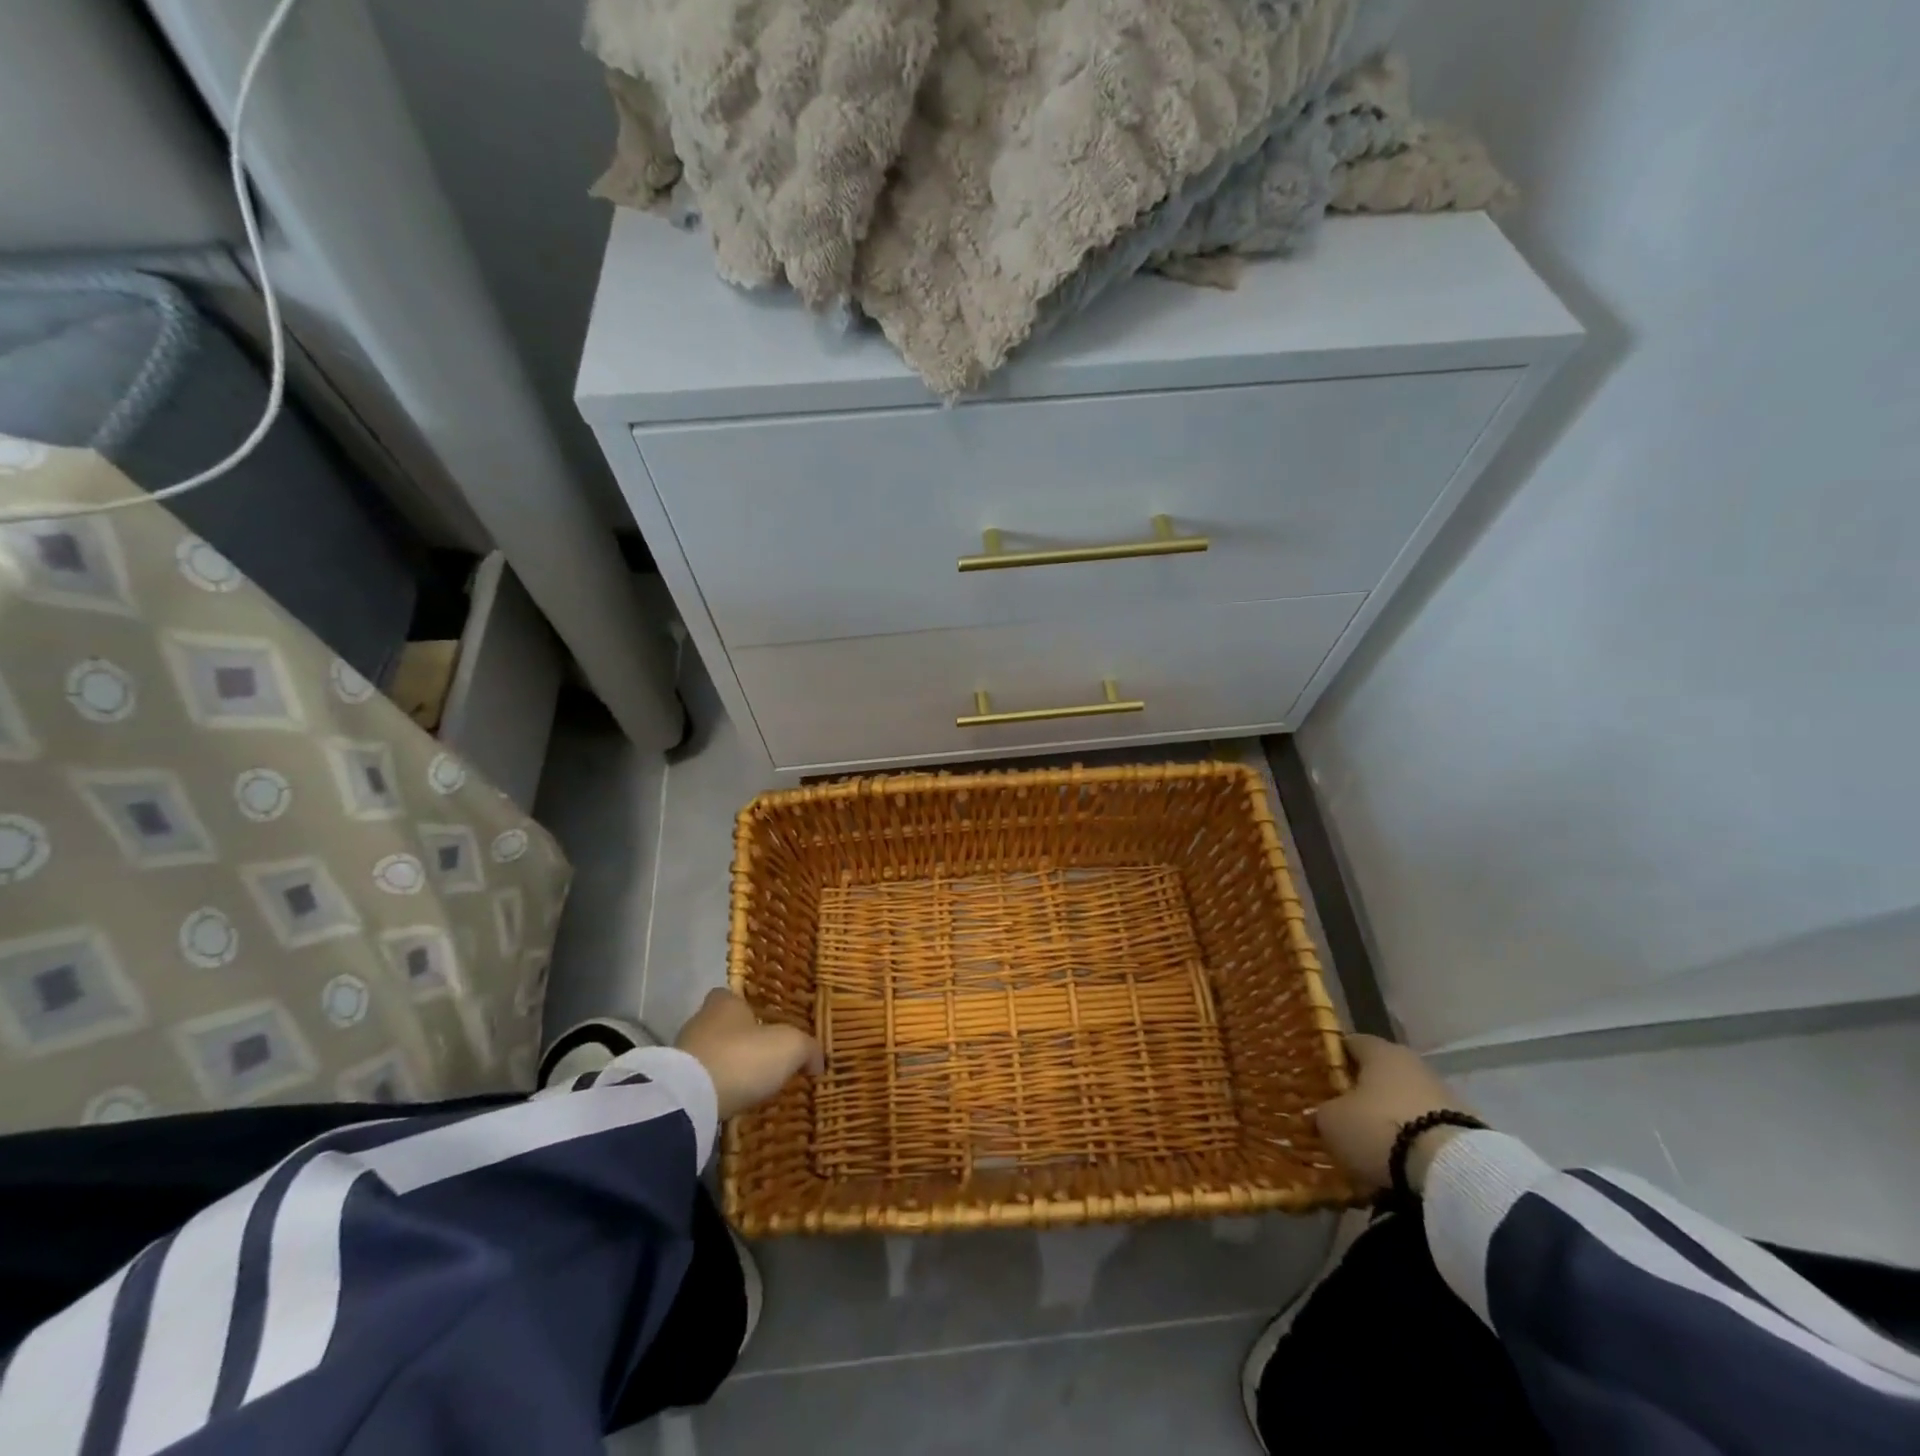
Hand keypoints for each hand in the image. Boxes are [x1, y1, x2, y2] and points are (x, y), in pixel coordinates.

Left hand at [674, 988, 822, 1118]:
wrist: (690, 1099)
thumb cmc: (743, 1057)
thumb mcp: (790, 1047)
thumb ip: (808, 1049)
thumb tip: (818, 1061)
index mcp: (725, 1003)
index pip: (732, 996)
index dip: (748, 1008)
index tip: (765, 1024)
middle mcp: (700, 1021)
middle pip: (722, 1026)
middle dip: (740, 1040)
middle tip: (763, 1058)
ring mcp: (682, 1053)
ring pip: (710, 1054)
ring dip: (726, 1066)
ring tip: (748, 1085)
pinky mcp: (674, 1084)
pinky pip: (700, 1082)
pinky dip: (714, 1089)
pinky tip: (729, 1101)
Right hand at [1314, 1035, 1480, 1193]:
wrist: (1452, 1171)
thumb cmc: (1379, 1129)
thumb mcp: (1332, 1121)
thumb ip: (1324, 1112)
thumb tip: (1326, 1114)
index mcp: (1380, 1051)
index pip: (1351, 1043)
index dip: (1333, 1059)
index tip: (1319, 1078)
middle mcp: (1413, 1064)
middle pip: (1381, 1074)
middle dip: (1362, 1093)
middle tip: (1343, 1115)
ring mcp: (1445, 1096)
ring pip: (1406, 1103)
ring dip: (1391, 1120)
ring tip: (1372, 1148)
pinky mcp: (1467, 1130)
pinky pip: (1429, 1131)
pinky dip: (1414, 1143)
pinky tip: (1401, 1165)